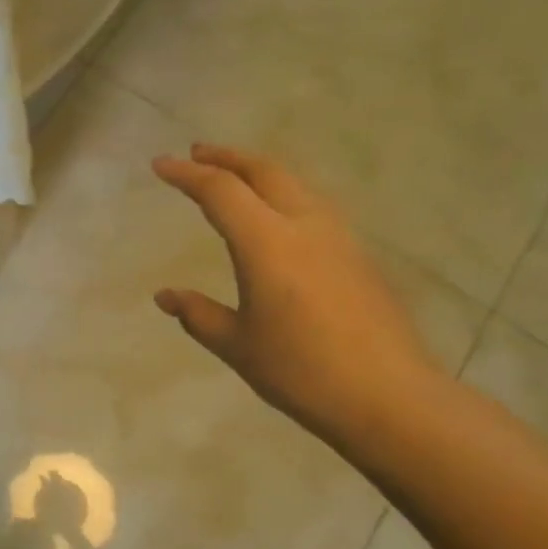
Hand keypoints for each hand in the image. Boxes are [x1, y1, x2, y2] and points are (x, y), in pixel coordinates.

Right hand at [152, 144, 442, 456]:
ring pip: (294, 184)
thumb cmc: (301, 371)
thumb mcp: (238, 345)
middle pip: (263, 171)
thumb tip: (165, 296)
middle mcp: (304, 224)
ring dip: (259, 172)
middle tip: (197, 153)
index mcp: (266, 242)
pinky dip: (284, 195)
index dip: (186, 174)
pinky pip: (314, 206)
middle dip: (226, 157)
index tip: (160, 164)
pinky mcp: (358, 254)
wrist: (387, 395)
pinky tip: (279, 218)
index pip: (219, 191)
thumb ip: (198, 315)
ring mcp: (338, 236)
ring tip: (236, 178)